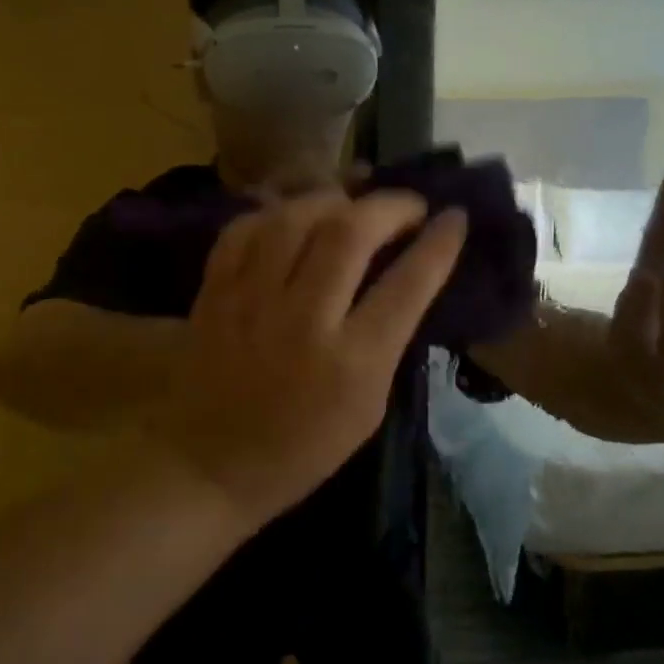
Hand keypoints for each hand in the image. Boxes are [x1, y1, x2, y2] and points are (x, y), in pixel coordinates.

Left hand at [153, 189, 467, 529]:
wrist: (209, 464)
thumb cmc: (301, 449)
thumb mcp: (368, 408)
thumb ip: (386, 340)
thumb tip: (405, 277)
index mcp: (353, 363)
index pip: (407, 284)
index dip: (439, 243)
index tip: (455, 217)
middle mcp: (303, 320)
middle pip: (349, 233)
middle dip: (390, 206)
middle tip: (408, 206)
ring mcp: (251, 300)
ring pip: (295, 218)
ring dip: (333, 198)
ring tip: (353, 204)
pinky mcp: (214, 292)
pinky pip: (244, 228)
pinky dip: (274, 213)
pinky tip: (293, 217)